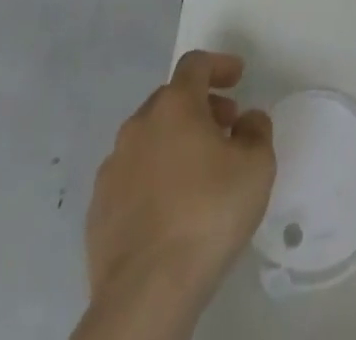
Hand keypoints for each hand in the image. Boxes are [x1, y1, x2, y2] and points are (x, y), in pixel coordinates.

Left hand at [85, 51, 274, 312]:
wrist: (146, 291)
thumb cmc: (208, 213)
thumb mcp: (256, 165)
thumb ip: (256, 130)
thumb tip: (247, 120)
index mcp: (175, 105)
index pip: (195, 64)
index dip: (219, 65)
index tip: (238, 77)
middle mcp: (138, 126)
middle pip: (171, 100)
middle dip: (200, 106)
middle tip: (225, 127)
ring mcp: (112, 168)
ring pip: (149, 138)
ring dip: (175, 141)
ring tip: (199, 172)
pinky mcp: (98, 209)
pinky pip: (131, 177)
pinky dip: (153, 177)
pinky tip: (170, 207)